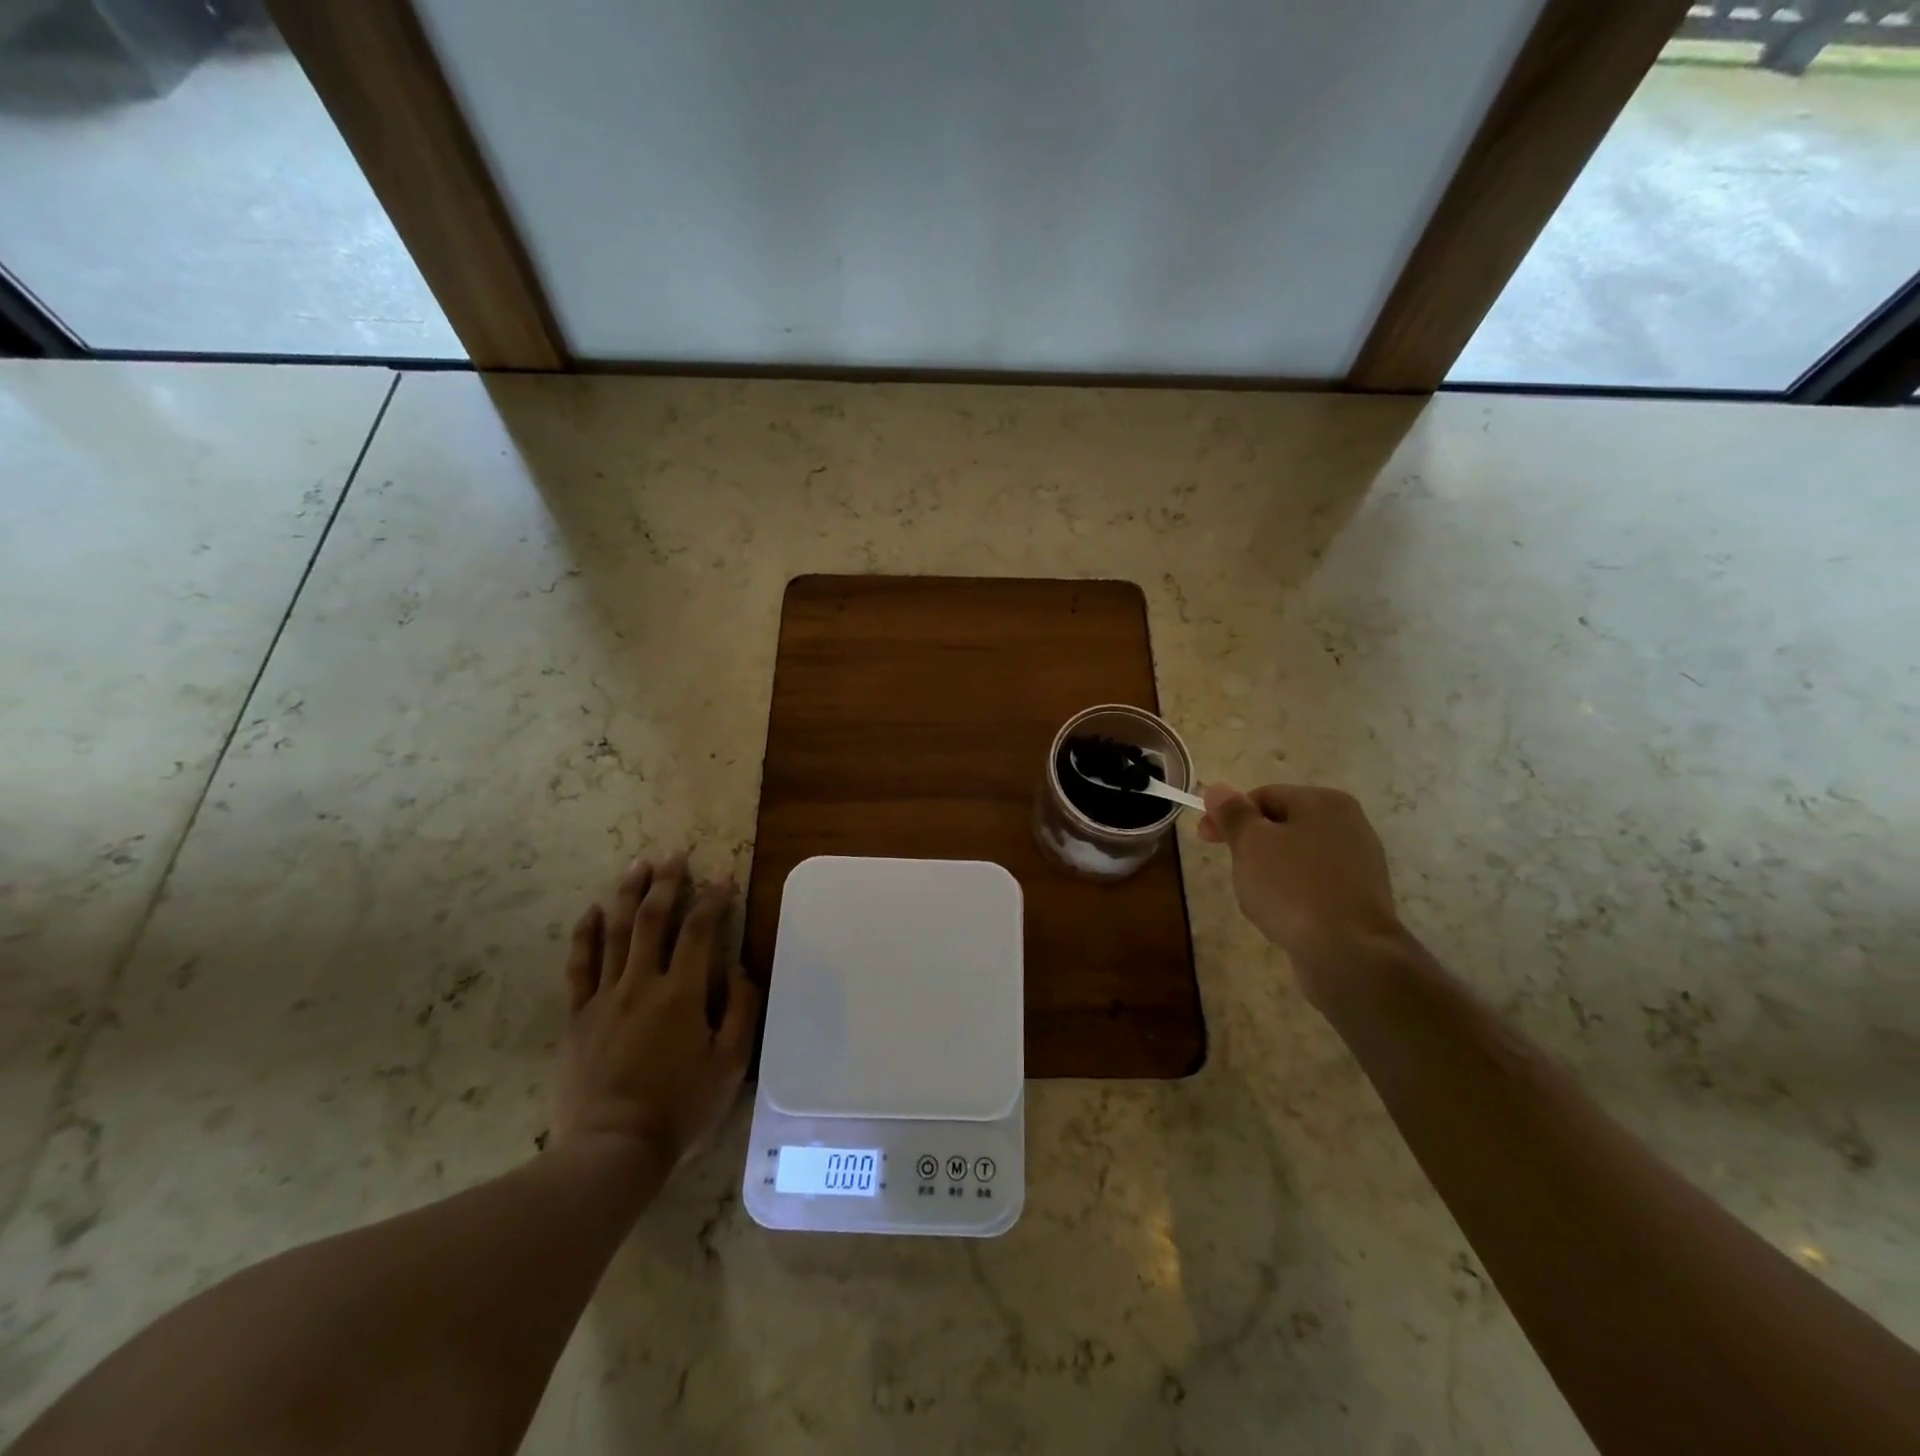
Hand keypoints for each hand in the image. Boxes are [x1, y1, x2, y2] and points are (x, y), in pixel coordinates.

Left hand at [554, 854, 760, 1167]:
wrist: (611, 1150)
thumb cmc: (679, 1108)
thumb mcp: (729, 1065)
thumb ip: (741, 1010)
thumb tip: (738, 968)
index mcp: (682, 994)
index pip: (701, 931)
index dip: (714, 900)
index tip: (723, 878)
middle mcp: (642, 984)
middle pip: (654, 920)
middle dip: (667, 883)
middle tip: (674, 855)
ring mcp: (604, 998)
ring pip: (617, 933)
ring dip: (628, 895)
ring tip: (637, 865)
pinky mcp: (577, 1017)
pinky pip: (579, 967)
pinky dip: (585, 935)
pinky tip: (592, 911)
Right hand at [1198, 782, 1406, 999]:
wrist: (1349, 953)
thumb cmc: (1293, 887)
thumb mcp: (1251, 843)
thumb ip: (1232, 813)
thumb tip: (1217, 789)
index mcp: (1324, 803)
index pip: (1264, 796)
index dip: (1229, 814)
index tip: (1204, 838)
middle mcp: (1349, 826)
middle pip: (1282, 825)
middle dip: (1251, 846)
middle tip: (1232, 870)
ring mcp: (1359, 864)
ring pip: (1296, 858)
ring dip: (1269, 872)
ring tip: (1256, 898)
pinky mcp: (1360, 899)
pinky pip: (1313, 886)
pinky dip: (1292, 894)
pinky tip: (1282, 916)